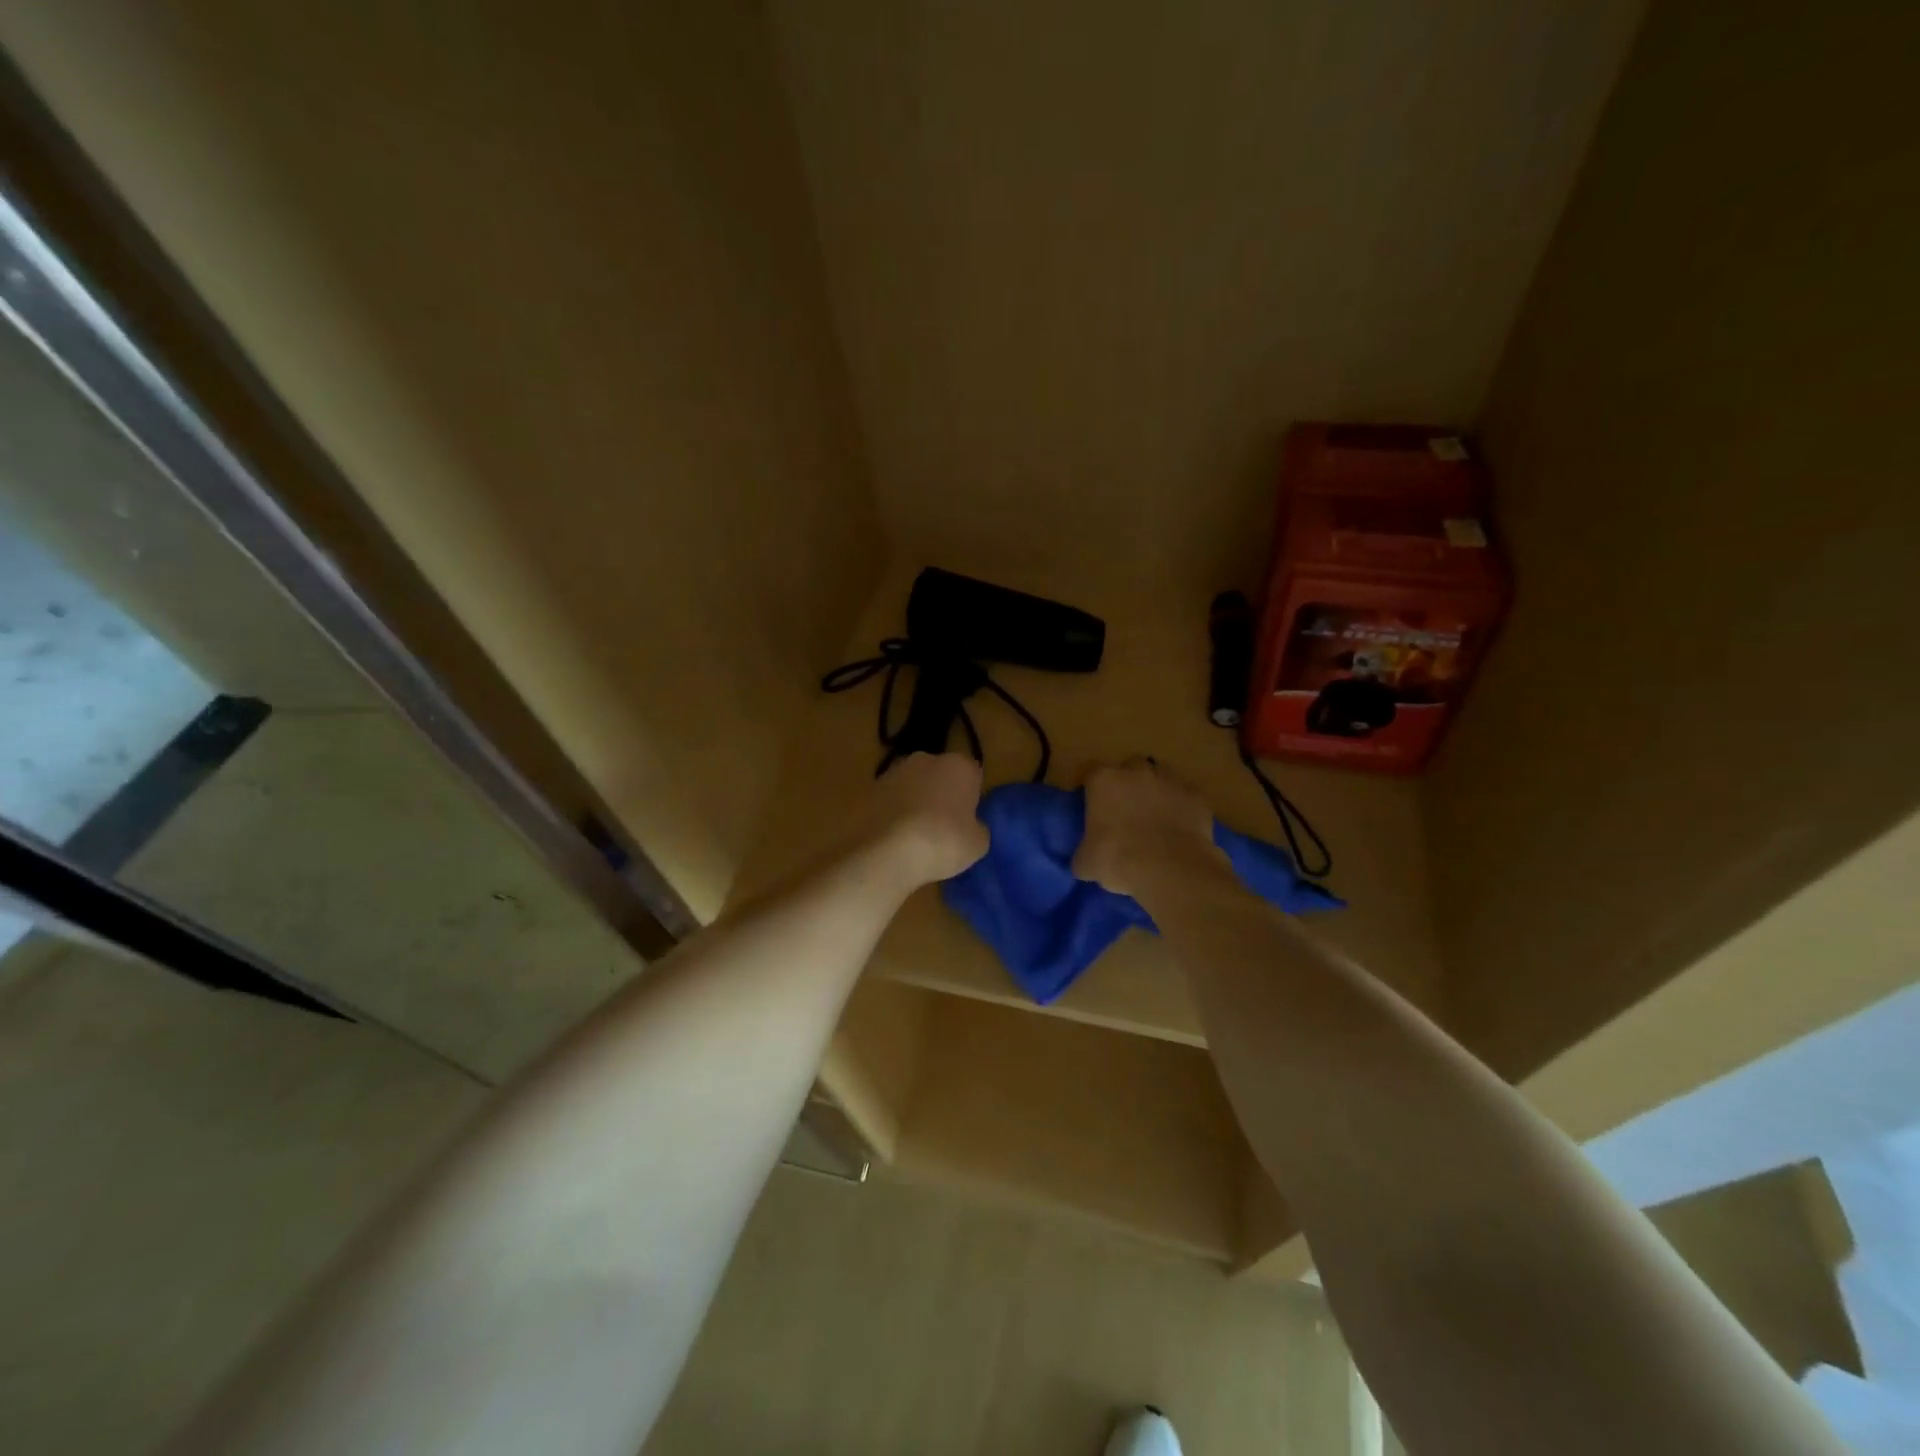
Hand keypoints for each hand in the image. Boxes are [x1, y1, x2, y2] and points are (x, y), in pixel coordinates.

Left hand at [866, 753, 988, 889]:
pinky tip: (894, 836)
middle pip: (940, 774)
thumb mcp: (978, 844)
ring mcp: (894, 771)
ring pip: (912, 784)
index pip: (973, 775)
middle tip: (942, 826)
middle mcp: (927, 759)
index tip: (967, 819)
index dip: (971, 797)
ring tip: (914, 834)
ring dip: (915, 801)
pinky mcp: (870, 788)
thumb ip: (977, 828)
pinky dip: (893, 812)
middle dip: (941, 793)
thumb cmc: (943, 842)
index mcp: (960, 766)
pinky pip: (890, 799)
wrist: (887, 851)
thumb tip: (971, 826)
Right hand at [1074, 757, 1223, 897]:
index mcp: (1104, 781)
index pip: (1090, 771)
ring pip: (1162, 778)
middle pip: (1130, 767)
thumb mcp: (1086, 862)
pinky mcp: (1197, 798)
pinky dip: (1183, 809)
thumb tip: (1083, 860)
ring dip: (1157, 792)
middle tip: (1126, 808)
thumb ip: (1083, 853)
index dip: (1090, 786)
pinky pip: (1186, 799)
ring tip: (1155, 817)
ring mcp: (1171, 782)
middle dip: (1128, 782)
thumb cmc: (1117, 859)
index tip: (1090, 802)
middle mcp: (1137, 773)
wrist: (1170, 869)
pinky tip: (1180, 829)